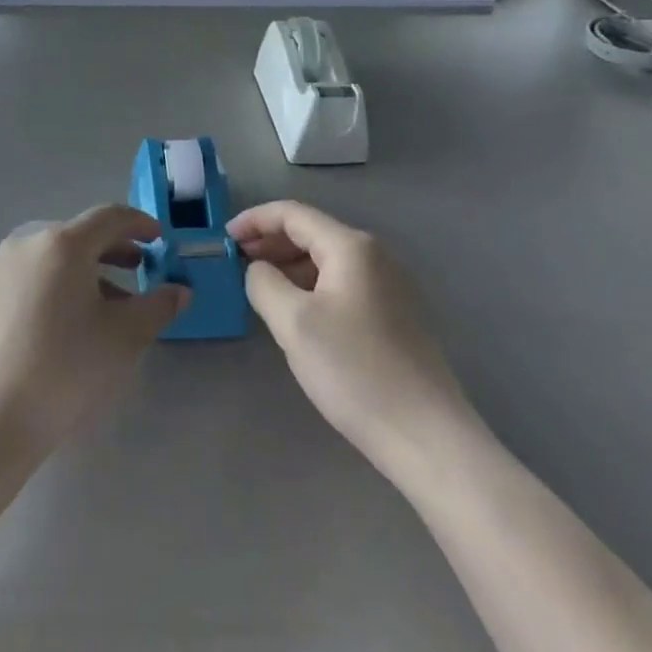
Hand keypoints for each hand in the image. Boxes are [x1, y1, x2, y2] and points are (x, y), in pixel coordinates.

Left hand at [0, 206, 187, 461]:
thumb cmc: (64, 368)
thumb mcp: (123, 337)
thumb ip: (158, 307)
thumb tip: (180, 290)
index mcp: (63, 242)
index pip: (110, 217)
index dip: (140, 223)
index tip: (160, 239)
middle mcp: (30, 241)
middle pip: (82, 234)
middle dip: (117, 249)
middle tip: (143, 270)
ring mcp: (5, 266)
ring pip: (59, 255)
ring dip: (91, 269)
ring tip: (115, 301)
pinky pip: (38, 273)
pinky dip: (64, 282)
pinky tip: (76, 319)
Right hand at [229, 201, 472, 462]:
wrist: (428, 437)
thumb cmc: (355, 371)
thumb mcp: (294, 323)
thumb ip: (264, 283)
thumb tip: (258, 269)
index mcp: (351, 246)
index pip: (292, 214)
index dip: (253, 220)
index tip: (224, 239)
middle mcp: (375, 255)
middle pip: (312, 232)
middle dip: (270, 243)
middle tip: (236, 263)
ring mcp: (391, 284)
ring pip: (327, 260)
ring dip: (290, 265)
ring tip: (260, 287)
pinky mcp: (397, 314)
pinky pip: (343, 282)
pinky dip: (312, 285)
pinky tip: (297, 311)